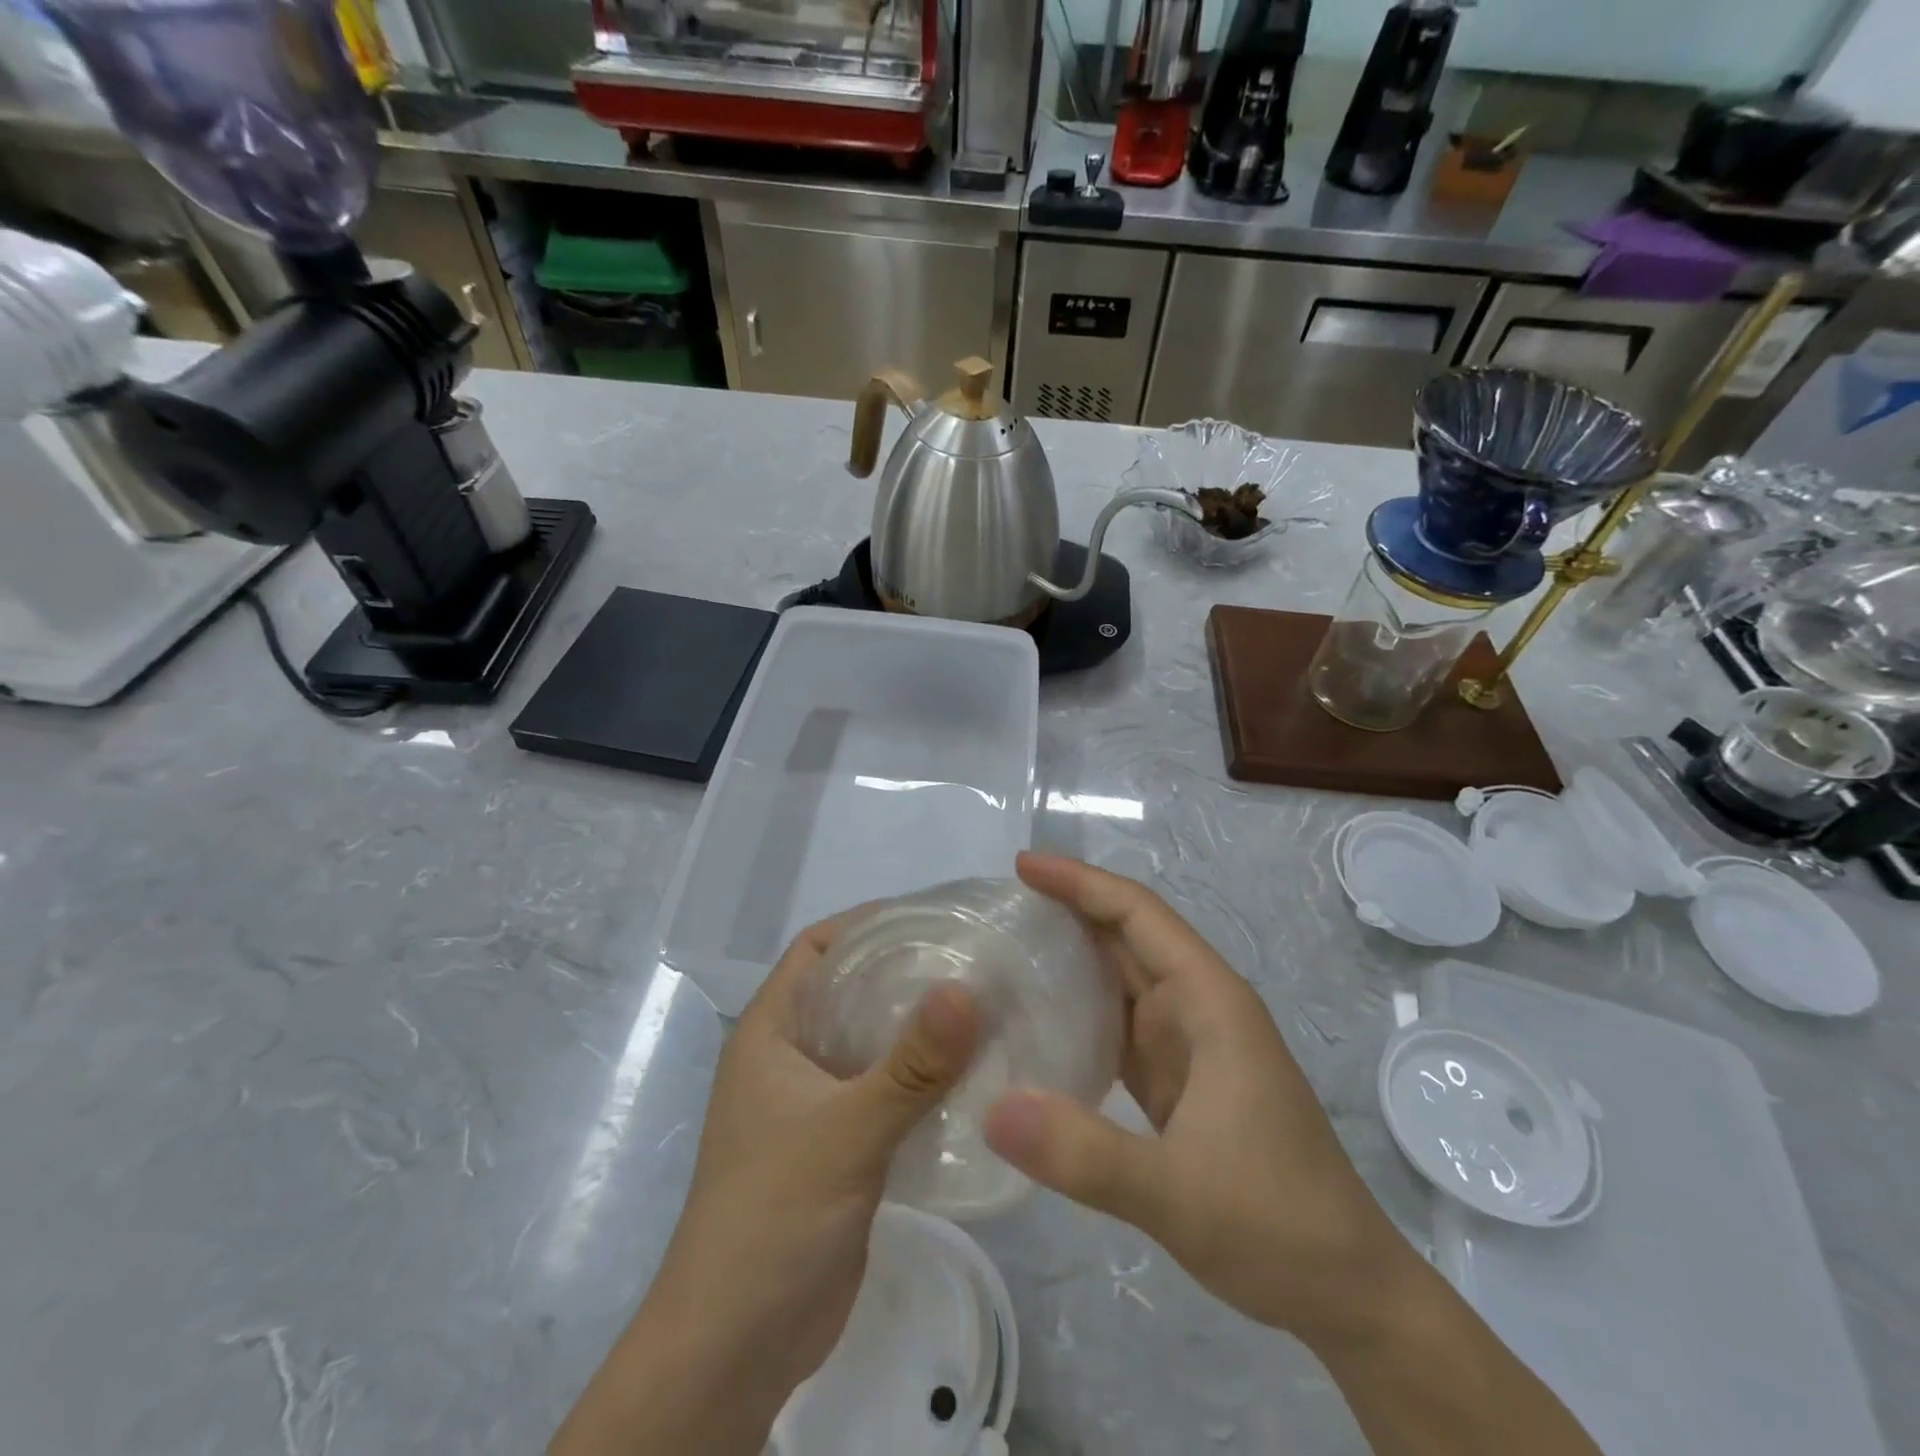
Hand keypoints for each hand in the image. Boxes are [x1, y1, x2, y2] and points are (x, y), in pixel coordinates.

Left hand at [550, 913, 979, 1455]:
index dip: (868, 923)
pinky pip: (888, 1091)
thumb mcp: (844, 1132)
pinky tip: (976, 1075)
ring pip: (874, 1042)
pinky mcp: (843, 1145)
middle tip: (974, 958)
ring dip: (920, 1028)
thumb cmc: (772, 1217)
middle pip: (852, 990)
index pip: (818, 948)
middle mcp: (792, 1056)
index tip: (933, 915)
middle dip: (906, 971)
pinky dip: (924, 1078)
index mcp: (772, 1032)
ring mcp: (817, 1103)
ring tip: (986, 1006)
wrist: (737, 1346)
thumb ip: (910, 1065)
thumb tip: (968, 988)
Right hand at [984, 852, 1412, 1348]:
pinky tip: (1036, 1021)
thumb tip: (992, 1109)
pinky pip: (1118, 1026)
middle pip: (1126, 936)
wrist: (1346, 1294)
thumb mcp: (1177, 1194)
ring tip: (1004, 950)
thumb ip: (1085, 1154)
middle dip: (1066, 910)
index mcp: (1210, 1001)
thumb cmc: (1278, 1225)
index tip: (1023, 867)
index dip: (1081, 882)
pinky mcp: (1176, 1081)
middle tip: (997, 907)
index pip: (1138, 914)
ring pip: (1120, 978)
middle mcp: (1199, 1007)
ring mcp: (1188, 1045)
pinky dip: (1077, 1012)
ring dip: (1069, 958)